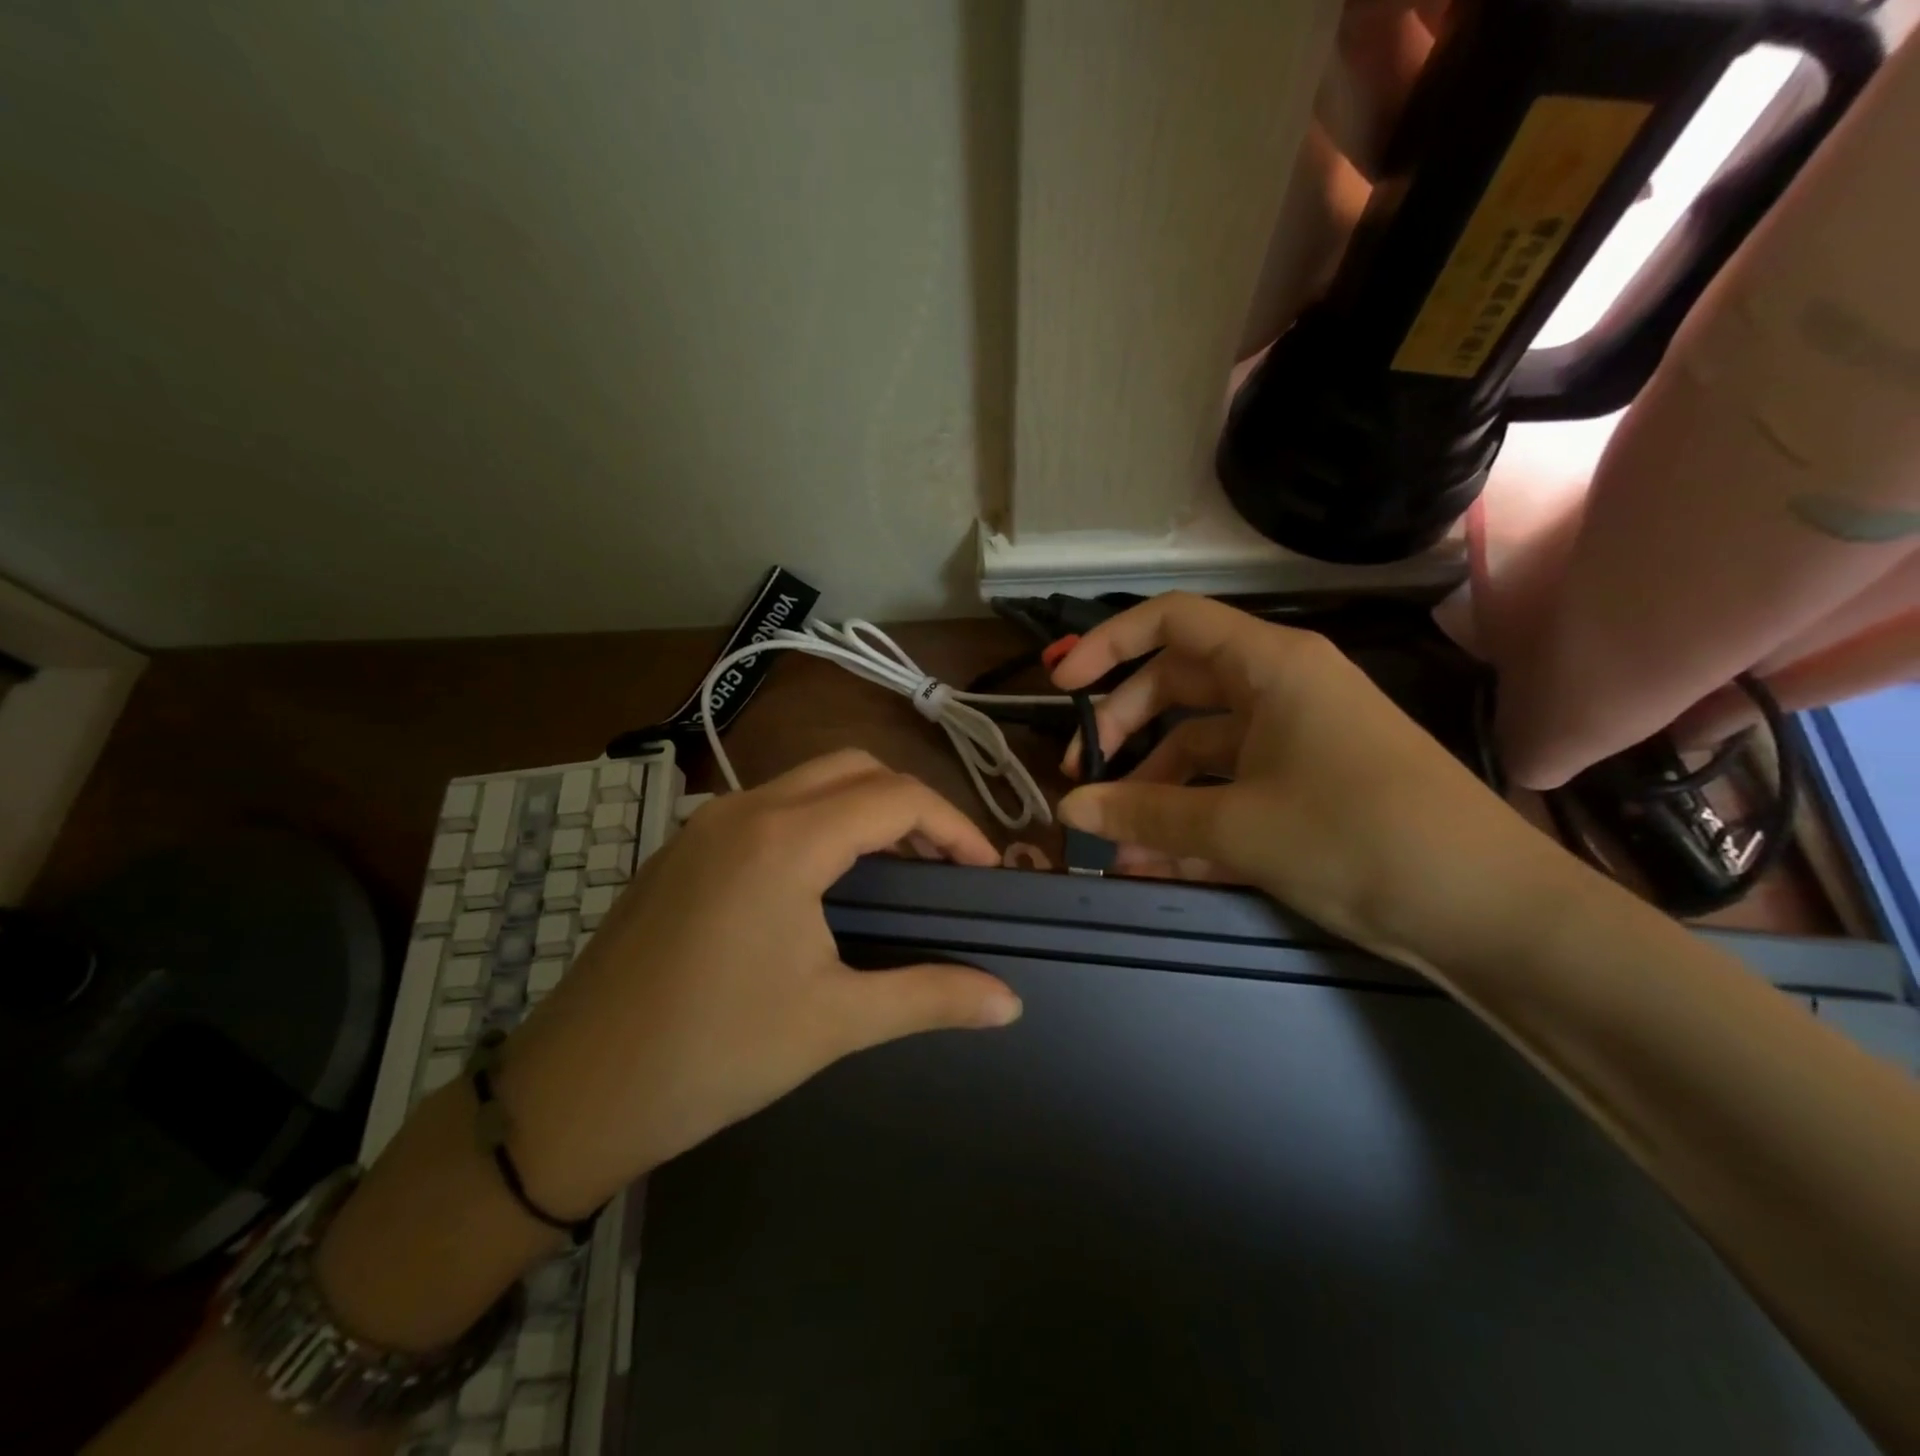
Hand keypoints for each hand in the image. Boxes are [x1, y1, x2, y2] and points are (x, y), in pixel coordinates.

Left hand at [496, 751, 1022, 1217]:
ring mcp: (704, 825)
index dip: (954, 826)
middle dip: (911, 805)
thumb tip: (1010, 1003)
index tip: (985, 870)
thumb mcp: (834, 1023)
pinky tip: (824, 880)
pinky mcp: (682, 849)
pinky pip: (768, 806)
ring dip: (862, 808)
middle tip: (944, 863)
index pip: (896, 798)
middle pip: (854, 768)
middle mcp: (743, 809)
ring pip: (807, 782)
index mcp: (785, 840)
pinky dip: (817, 820)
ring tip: (897, 868)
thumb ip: (931, 996)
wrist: (573, 1094)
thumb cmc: (713, 1054)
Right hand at [1052, 594, 1567, 970]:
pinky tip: (1155, 862)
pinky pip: (1231, 787)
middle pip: (1177, 686)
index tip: (1060, 687)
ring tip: (1114, 843)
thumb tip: (1067, 810)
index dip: (1108, 645)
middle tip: (1080, 777)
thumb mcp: (1237, 827)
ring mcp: (1296, 738)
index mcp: (1271, 666)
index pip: (1172, 621)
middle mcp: (1281, 688)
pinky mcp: (1307, 785)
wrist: (1491, 911)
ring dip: (1154, 789)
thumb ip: (1144, 813)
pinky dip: (1192, 816)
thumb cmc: (1359, 838)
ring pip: (1201, 746)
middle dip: (1123, 730)